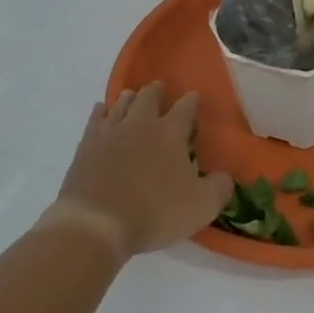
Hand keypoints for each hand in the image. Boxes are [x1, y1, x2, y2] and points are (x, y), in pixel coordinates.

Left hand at [44, 82, 231, 258]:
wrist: (97, 224)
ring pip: (121, 103)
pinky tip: (102, 111)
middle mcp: (141, 124)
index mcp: (170, 133)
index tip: (194, 97)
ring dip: (129, 98)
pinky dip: (101, 112)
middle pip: (149, 96)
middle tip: (160, 88)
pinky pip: (96, 119)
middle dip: (157, 91)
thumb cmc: (154, 213)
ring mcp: (110, 132)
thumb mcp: (201, 207)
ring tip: (132, 96)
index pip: (185, 107)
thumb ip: (220, 188)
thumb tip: (226, 176)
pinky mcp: (87, 145)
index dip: (192, 101)